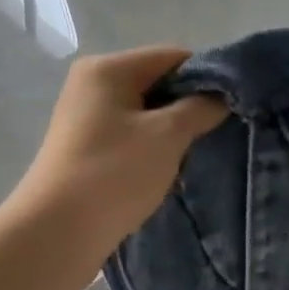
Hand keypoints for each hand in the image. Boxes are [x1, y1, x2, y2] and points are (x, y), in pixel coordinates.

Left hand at [8, 46, 226, 285]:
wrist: (57, 232)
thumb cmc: (114, 173)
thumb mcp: (167, 136)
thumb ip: (200, 108)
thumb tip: (221, 97)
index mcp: (108, 69)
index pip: (172, 57)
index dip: (206, 78)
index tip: (231, 108)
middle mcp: (92, 85)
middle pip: (158, 83)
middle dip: (188, 108)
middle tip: (215, 136)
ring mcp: (85, 118)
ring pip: (146, 114)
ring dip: (171, 134)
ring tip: (192, 158)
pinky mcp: (85, 149)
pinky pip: (131, 137)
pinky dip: (151, 150)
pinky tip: (166, 173)